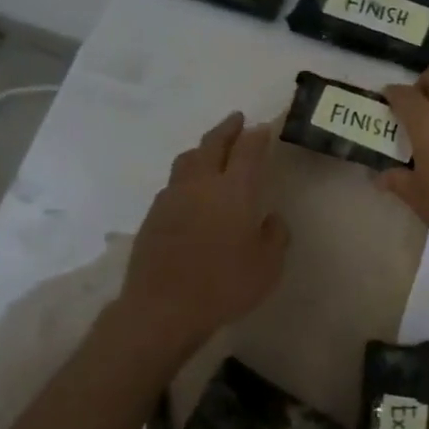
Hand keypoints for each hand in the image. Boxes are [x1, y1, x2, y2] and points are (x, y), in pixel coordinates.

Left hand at [116, 112, 288, 349]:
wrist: (163, 308)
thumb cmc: (225, 285)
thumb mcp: (269, 265)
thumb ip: (275, 235)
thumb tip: (270, 218)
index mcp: (235, 191)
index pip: (249, 150)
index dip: (258, 135)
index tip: (265, 127)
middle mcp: (202, 184)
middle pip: (214, 143)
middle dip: (228, 128)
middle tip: (238, 120)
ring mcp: (173, 197)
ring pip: (188, 159)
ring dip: (204, 148)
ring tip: (213, 149)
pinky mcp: (153, 215)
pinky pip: (174, 183)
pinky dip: (187, 175)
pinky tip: (192, 190)